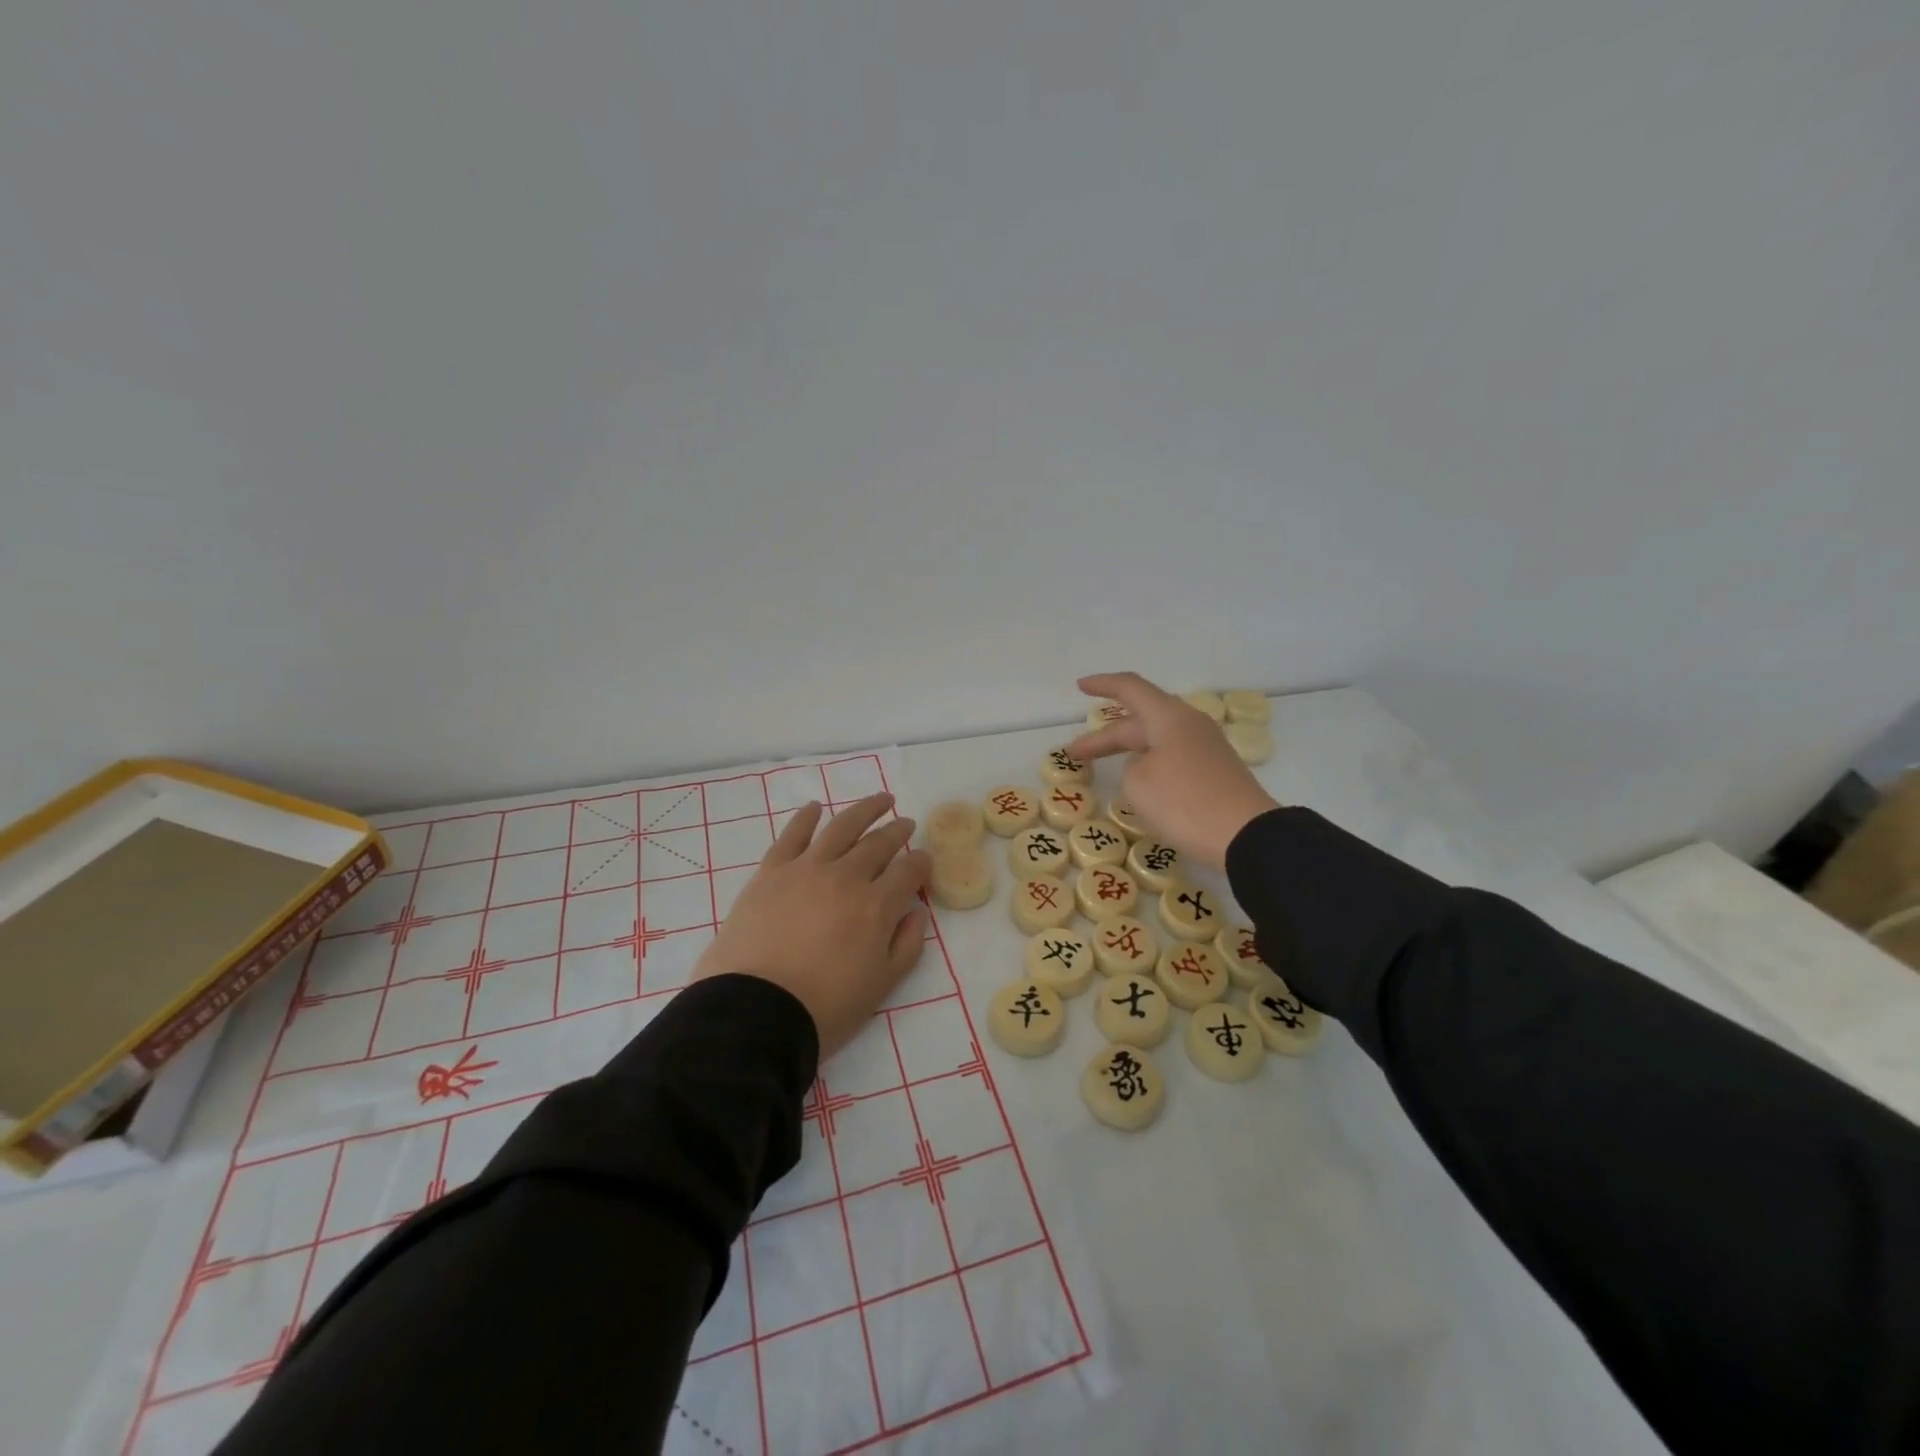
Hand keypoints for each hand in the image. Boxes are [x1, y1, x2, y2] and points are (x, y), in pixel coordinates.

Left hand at [693, 793, 930, 1059]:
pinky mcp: (771, 871)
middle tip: (906, 823)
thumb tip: (917, 912)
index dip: (921, 863)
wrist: (755, 1011)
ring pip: (842, 827)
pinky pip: (792, 835)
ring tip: (880, 800)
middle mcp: (846, 877)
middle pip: (878, 844)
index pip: (909, 872)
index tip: (925, 859)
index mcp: (876, 907)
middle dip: (897, 831)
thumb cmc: (824, 1006)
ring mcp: (806, 869)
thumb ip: (906, 946)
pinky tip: (815, 807)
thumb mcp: (881, 986)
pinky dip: (805, 818)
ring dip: (865, 810)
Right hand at [1066, 672, 1278, 869]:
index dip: (1103, 685)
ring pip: (1157, 737)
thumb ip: (1132, 766)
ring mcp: (1206, 747)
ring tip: (1106, 761)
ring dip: (1129, 748)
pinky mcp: (1215, 771)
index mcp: (1169, 717)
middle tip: (1075, 753)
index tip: (1080, 686)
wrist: (1246, 835)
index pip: (1130, 689)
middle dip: (1106, 735)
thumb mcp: (1138, 783)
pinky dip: (1149, 761)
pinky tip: (1140, 780)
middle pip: (1140, 719)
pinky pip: (1172, 755)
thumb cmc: (1184, 802)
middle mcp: (1190, 724)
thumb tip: (1147, 765)